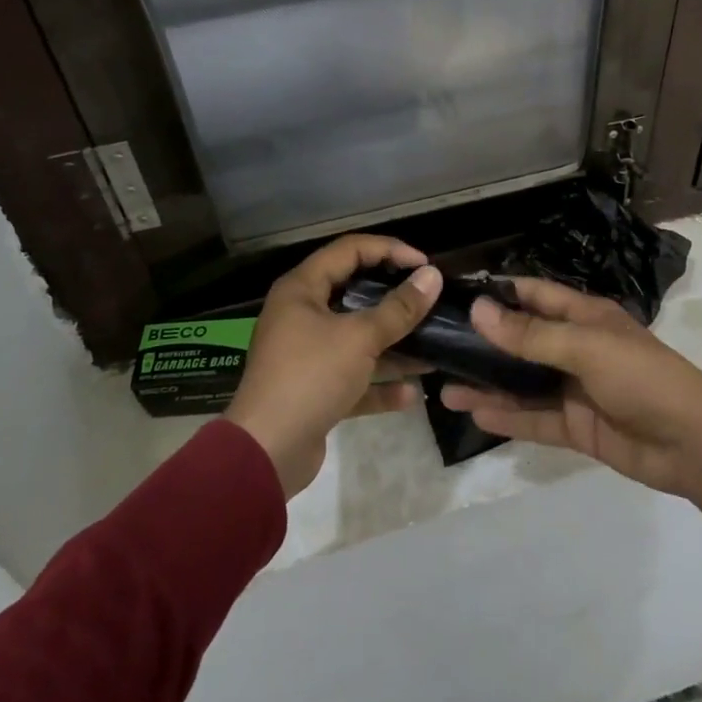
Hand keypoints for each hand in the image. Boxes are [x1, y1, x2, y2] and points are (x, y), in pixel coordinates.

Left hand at [225, 233, 441, 498]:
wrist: (267, 452)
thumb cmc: (310, 377)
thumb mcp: (360, 338)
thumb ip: (399, 308)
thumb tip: (433, 277)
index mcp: (302, 289)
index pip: (350, 249)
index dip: (389, 250)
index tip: (425, 265)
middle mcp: (301, 314)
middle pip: (355, 292)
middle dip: (395, 298)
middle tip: (429, 299)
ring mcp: (307, 353)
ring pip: (357, 338)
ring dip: (393, 343)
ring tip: (434, 345)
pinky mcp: (314, 389)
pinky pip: (353, 377)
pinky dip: (379, 383)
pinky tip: (411, 393)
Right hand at [442, 278, 701, 528]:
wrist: (693, 443)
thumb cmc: (641, 376)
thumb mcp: (584, 347)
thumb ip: (530, 334)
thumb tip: (478, 309)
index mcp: (585, 317)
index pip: (535, 296)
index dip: (499, 293)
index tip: (456, 296)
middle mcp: (576, 348)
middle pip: (522, 341)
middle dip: (484, 343)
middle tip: (438, 345)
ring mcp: (575, 389)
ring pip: (522, 383)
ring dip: (488, 384)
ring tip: (443, 386)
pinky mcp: (576, 426)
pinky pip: (534, 419)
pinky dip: (507, 417)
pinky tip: (475, 414)